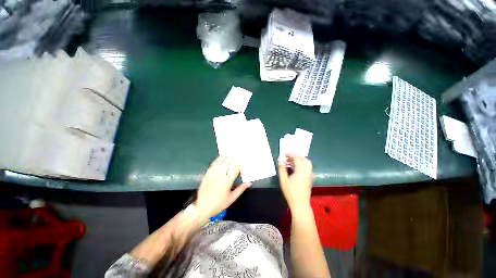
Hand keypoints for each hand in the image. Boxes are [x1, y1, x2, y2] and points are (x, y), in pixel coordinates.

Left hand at [195, 156, 250, 220]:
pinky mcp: (206, 175)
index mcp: (227, 181)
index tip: (243, 162)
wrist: (202, 208)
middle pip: (226, 163)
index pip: (235, 169)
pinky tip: (217, 159)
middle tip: (235, 154)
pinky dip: (215, 161)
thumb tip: (249, 183)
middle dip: (231, 158)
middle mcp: (220, 176)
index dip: (240, 165)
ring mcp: (212, 175)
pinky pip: (211, 166)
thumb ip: (240, 189)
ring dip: (223, 157)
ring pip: (218, 163)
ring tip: (227, 153)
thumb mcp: (231, 198)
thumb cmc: (219, 204)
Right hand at [278, 154, 312, 210]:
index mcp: (301, 171)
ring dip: (300, 160)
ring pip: (307, 163)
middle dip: (296, 156)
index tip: (284, 154)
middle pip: (304, 159)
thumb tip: (281, 160)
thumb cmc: (290, 192)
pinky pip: (307, 168)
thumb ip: (282, 169)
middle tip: (288, 158)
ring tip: (291, 163)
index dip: (291, 155)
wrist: (300, 204)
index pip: (297, 158)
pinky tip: (295, 169)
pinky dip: (302, 165)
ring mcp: (309, 175)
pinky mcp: (310, 179)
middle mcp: (307, 171)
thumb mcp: (283, 180)